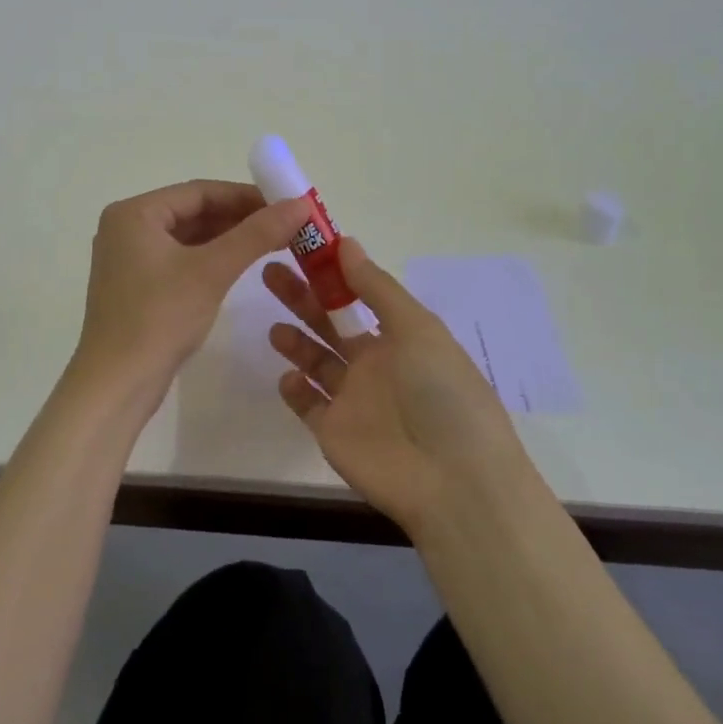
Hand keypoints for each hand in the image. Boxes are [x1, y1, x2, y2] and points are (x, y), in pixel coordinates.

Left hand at [71, 180, 312, 409]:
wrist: (116, 385)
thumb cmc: (159, 318)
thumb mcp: (212, 271)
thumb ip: (256, 234)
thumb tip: (300, 204)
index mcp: (134, 213)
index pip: (199, 192)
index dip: (245, 196)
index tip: (285, 204)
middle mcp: (126, 228)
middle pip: (192, 212)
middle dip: (239, 218)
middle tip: (284, 226)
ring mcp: (128, 258)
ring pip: (188, 237)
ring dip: (228, 239)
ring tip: (272, 243)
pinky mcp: (136, 285)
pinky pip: (179, 259)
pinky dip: (210, 259)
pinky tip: (240, 266)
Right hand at [264, 238, 531, 536]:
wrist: (452, 481)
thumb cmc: (441, 393)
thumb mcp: (417, 328)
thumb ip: (377, 287)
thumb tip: (345, 242)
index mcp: (400, 336)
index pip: (358, 295)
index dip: (331, 273)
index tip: (300, 248)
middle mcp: (375, 363)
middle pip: (330, 323)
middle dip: (302, 298)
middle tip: (269, 272)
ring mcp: (353, 399)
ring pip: (316, 361)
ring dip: (295, 340)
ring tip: (273, 324)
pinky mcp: (333, 433)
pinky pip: (307, 405)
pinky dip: (295, 388)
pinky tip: (288, 376)